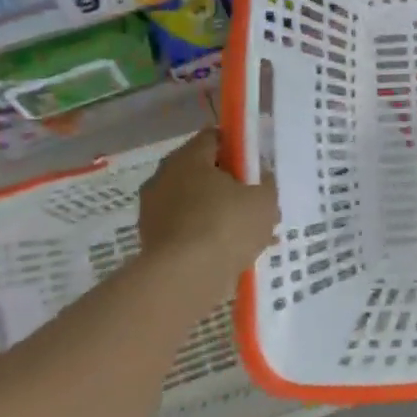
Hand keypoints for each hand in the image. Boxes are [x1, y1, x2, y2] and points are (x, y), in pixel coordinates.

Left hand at [135, 130, 279, 271]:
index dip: (238, 147)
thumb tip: (260, 176)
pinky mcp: (150, 240)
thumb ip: (266, 182)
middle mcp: (163, 177)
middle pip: (201, 170)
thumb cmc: (226, 226)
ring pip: (193, 202)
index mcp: (188, 157)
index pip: (214, 137)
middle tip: (252, 200)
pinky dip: (203, 234)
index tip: (256, 165)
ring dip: (215, 211)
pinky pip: (184, 228)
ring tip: (244, 232)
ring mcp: (152, 210)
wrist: (183, 279)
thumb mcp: (263, 200)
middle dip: (227, 183)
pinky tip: (227, 252)